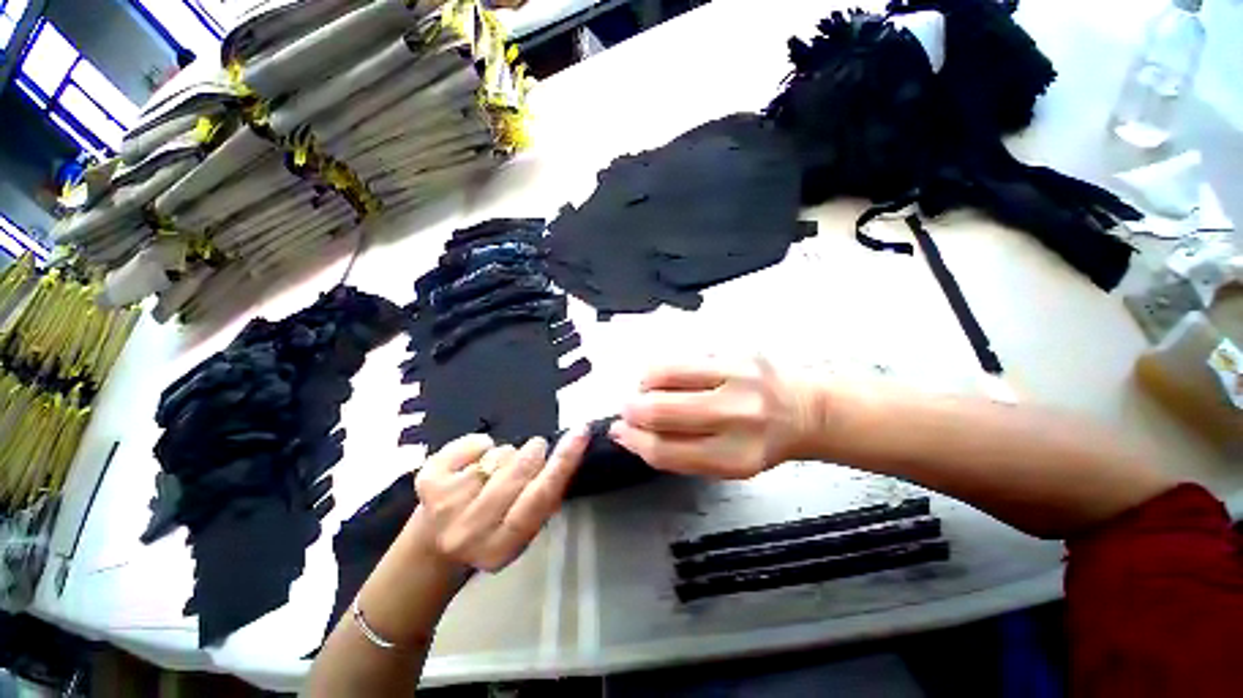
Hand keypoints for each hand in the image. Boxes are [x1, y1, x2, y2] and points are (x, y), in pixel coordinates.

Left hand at [412, 427, 589, 571]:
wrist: (432, 548)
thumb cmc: (490, 533)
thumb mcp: (523, 529)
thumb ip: (543, 499)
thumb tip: (564, 456)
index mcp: (501, 547)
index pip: (539, 497)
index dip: (563, 462)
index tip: (580, 432)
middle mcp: (470, 530)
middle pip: (519, 469)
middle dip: (533, 452)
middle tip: (535, 452)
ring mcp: (444, 505)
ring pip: (498, 454)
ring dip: (505, 455)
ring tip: (496, 471)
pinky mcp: (426, 481)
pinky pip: (472, 444)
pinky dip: (479, 445)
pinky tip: (473, 462)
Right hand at [610, 356, 815, 478]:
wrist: (806, 410)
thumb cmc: (762, 442)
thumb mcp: (726, 465)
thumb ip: (678, 454)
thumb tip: (630, 433)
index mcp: (734, 456)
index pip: (665, 450)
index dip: (634, 441)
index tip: (620, 432)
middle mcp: (737, 415)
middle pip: (660, 410)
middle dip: (632, 409)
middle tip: (629, 408)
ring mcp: (737, 376)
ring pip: (664, 373)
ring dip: (644, 383)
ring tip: (647, 388)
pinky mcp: (735, 350)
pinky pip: (681, 355)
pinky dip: (666, 367)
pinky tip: (670, 376)